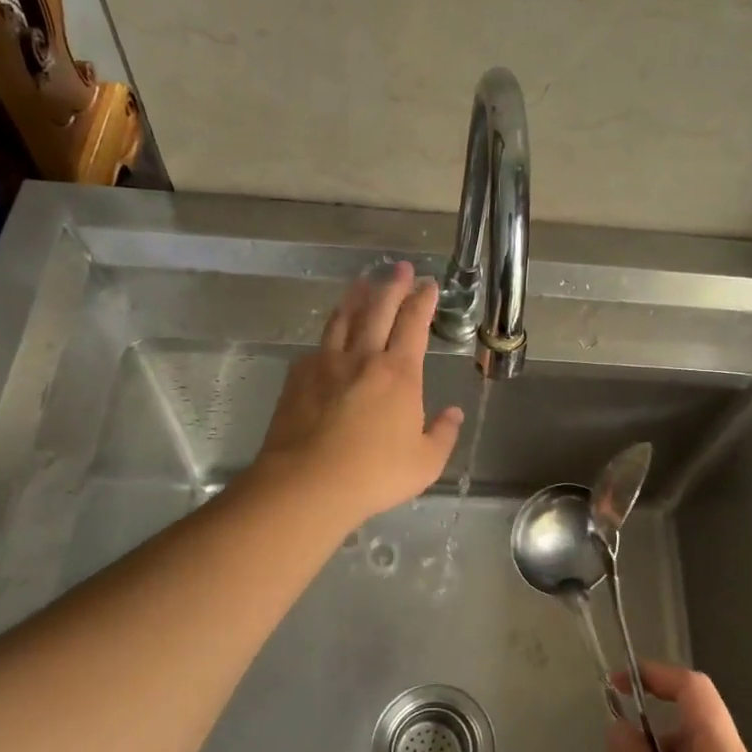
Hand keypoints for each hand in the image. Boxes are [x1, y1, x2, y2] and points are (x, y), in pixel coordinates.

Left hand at [256, 262, 463, 525]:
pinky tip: (330, 335)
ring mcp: (326, 364)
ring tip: (363, 283)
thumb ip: (443, 434)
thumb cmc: (374, 474)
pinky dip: (329, 332)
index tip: (428, 284)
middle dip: (392, 285)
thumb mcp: (425, 463)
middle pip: (378, 309)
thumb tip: (453, 413)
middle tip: (399, 268)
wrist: (307, 483)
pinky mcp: (298, 377)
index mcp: (399, 373)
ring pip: (343, 318)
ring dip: (356, 297)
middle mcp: (363, 357)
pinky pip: (318, 345)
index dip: (422, 300)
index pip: (413, 324)